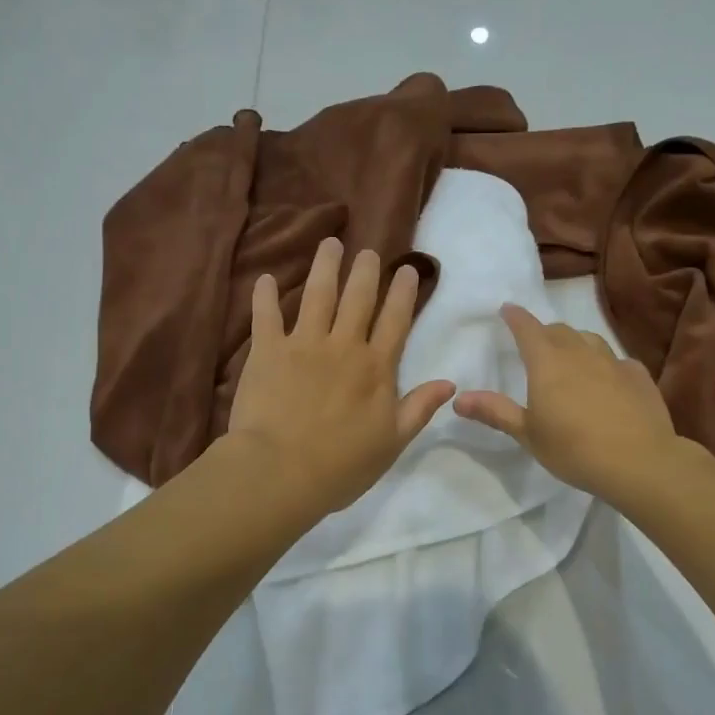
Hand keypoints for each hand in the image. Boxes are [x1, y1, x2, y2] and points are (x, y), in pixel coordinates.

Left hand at [226, 237, 456, 516]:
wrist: (281, 471)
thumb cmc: (342, 464)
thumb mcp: (392, 442)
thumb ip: (419, 408)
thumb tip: (450, 383)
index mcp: (376, 367)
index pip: (395, 320)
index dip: (403, 293)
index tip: (407, 269)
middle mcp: (343, 345)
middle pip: (358, 298)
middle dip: (366, 271)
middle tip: (368, 251)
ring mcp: (304, 344)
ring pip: (318, 294)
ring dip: (325, 267)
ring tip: (330, 244)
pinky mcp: (267, 351)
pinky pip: (266, 316)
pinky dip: (264, 296)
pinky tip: (266, 278)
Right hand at [454, 305, 677, 501]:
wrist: (639, 462)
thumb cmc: (574, 449)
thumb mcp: (528, 434)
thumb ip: (495, 412)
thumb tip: (458, 399)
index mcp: (547, 363)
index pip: (527, 328)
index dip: (515, 317)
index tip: (507, 309)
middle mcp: (580, 353)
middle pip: (558, 331)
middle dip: (544, 332)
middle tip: (536, 343)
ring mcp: (613, 362)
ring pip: (590, 340)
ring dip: (575, 342)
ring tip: (571, 356)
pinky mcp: (639, 376)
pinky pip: (618, 361)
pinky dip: (606, 364)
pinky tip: (609, 380)